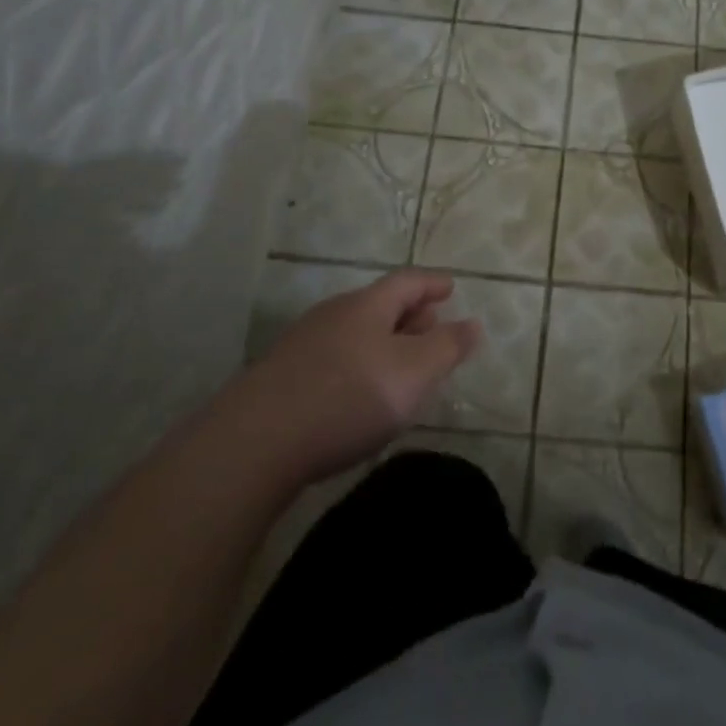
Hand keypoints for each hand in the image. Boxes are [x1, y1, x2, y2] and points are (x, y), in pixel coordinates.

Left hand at [235, 270, 480, 484]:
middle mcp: (333, 315)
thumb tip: (473, 324)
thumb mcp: (414, 373)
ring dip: (382, 342)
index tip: (450, 287)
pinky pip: (332, 358)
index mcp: (367, 306)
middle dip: (409, 314)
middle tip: (431, 328)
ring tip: (398, 366)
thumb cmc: (347, 398)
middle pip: (378, 305)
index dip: (432, 283)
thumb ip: (447, 347)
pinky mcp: (280, 379)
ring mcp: (301, 345)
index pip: (407, 282)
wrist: (253, 444)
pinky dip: (356, 365)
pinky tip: (357, 394)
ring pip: (354, 332)